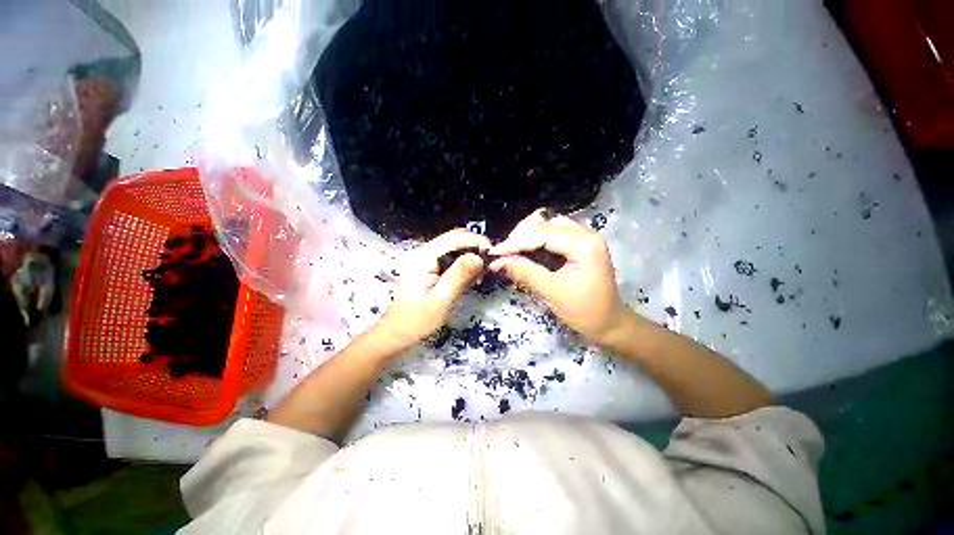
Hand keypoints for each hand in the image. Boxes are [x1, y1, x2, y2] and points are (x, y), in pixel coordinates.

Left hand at [376, 229, 490, 349]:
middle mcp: (425, 252)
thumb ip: (459, 276)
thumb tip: (479, 257)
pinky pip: (451, 258)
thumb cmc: (417, 320)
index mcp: (425, 257)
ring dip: (471, 256)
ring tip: (482, 274)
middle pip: (456, 239)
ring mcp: (427, 259)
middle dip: (475, 248)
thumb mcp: (441, 300)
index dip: (476, 241)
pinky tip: (470, 278)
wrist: (397, 333)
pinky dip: (464, 264)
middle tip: (488, 267)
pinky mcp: (430, 267)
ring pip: (455, 247)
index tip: (493, 256)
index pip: (455, 238)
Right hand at [489, 208, 627, 343]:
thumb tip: (496, 263)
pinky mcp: (578, 244)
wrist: (610, 324)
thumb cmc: (585, 312)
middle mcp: (585, 233)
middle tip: (504, 253)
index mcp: (584, 244)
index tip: (494, 252)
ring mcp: (583, 237)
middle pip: (545, 222)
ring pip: (547, 224)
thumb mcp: (552, 292)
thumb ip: (525, 273)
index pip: (542, 234)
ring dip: (527, 235)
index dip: (515, 243)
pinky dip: (535, 239)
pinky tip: (525, 251)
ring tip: (512, 251)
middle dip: (521, 235)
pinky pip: (552, 233)